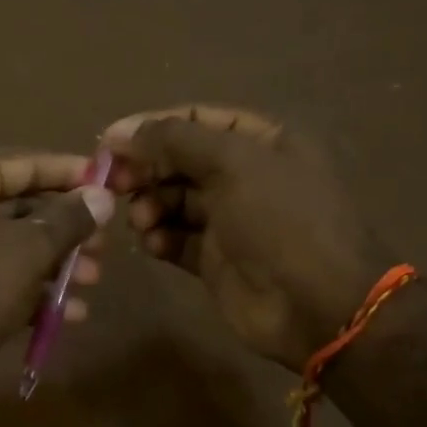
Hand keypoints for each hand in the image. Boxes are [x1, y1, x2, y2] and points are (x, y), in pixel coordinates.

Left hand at [0, 149, 114, 412]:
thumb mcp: (27, 251)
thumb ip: (69, 220)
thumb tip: (103, 195)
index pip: (22, 162)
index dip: (69, 173)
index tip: (110, 182)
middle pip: (17, 206)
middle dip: (65, 230)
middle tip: (104, 246)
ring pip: (8, 246)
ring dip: (53, 264)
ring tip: (92, 281)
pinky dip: (27, 290)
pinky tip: (68, 314)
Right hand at [104, 105, 397, 371]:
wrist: (316, 306)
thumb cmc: (281, 221)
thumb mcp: (233, 163)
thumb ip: (174, 140)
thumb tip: (118, 132)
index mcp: (262, 142)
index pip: (197, 120)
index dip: (153, 127)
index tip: (110, 143)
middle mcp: (246, 176)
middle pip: (180, 161)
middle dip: (147, 170)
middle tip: (116, 185)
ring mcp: (230, 220)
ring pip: (173, 201)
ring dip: (149, 205)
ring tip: (141, 220)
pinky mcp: (215, 260)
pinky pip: (176, 239)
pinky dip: (159, 238)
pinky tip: (152, 244)